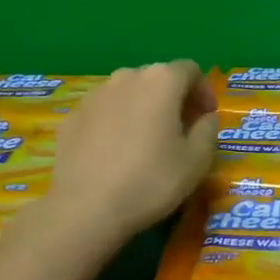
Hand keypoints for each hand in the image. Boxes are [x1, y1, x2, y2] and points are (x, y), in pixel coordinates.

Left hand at [46, 61, 217, 243]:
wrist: (85, 208)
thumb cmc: (150, 181)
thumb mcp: (196, 161)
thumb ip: (208, 130)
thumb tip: (205, 117)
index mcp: (160, 81)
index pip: (190, 70)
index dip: (203, 91)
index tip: (206, 118)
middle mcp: (125, 77)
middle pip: (157, 78)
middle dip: (173, 99)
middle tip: (181, 130)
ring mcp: (94, 95)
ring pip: (127, 93)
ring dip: (142, 108)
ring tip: (146, 141)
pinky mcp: (71, 117)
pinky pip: (103, 111)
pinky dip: (115, 122)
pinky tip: (115, 153)